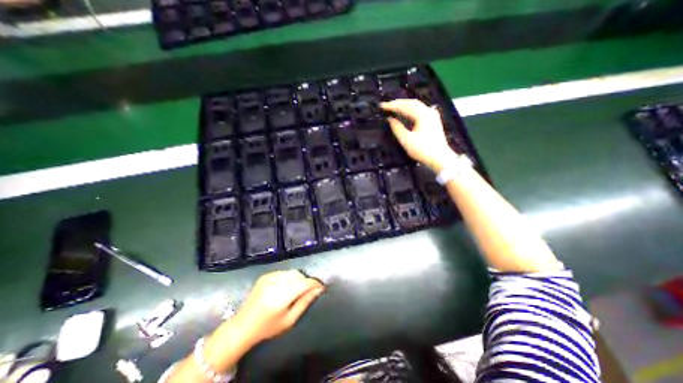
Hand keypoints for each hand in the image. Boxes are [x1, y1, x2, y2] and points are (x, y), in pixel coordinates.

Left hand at [230, 269, 323, 342]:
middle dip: (306, 281)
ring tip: (296, 290)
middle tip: (308, 291)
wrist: (242, 326)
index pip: (304, 283)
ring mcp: (269, 278)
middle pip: (298, 275)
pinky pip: (283, 272)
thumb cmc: (268, 328)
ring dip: (298, 279)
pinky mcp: (265, 275)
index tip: (321, 287)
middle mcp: (275, 283)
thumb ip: (305, 302)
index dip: (315, 283)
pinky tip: (285, 287)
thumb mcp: (289, 320)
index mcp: (281, 297)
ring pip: (292, 272)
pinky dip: (289, 277)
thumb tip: (319, 290)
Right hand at [382, 97, 454, 171]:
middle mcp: (428, 112)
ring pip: (416, 106)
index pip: (404, 106)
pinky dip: (410, 110)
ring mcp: (432, 116)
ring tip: (394, 108)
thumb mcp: (406, 140)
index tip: (382, 106)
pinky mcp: (433, 121)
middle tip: (387, 105)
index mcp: (422, 115)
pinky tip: (406, 113)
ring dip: (404, 106)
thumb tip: (390, 119)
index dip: (392, 106)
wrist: (440, 158)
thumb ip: (397, 128)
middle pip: (411, 103)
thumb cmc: (422, 150)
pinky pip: (420, 111)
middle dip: (398, 103)